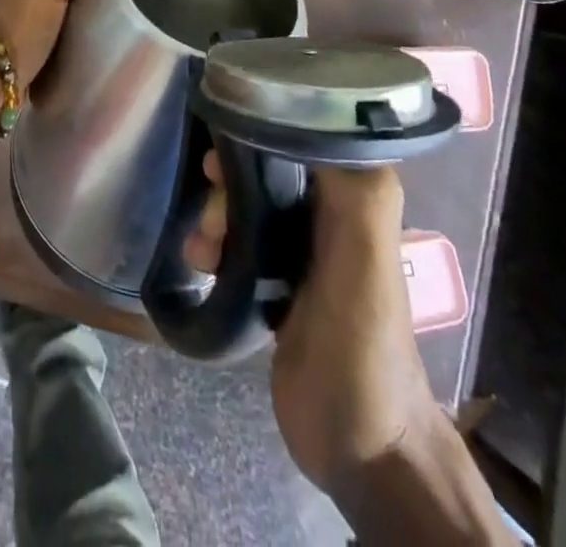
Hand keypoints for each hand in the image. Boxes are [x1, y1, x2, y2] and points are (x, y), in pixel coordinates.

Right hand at [184, 156, 439, 492]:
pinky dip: (215, 246)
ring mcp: (302, 252)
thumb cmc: (363, 344)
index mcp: (355, 199)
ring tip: (202, 251)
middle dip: (229, 184)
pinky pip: (237, 243)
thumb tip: (316, 119)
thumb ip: (354, 193)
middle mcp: (330, 216)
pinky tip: (201, 265)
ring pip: (247, 205)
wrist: (362, 447)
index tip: (222, 141)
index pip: (301, 136)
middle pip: (265, 169)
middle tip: (212, 214)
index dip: (259, 130)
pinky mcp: (277, 285)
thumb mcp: (364, 263)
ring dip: (216, 217)